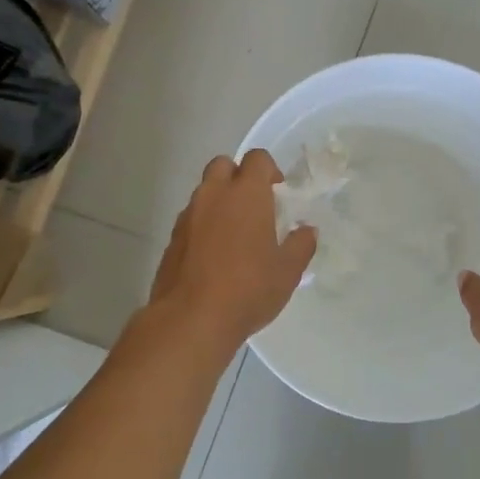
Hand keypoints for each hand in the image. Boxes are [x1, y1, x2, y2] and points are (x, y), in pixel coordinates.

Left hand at [148, 150, 316, 349]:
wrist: (190, 319)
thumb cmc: (248, 289)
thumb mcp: (287, 271)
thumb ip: (301, 245)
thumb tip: (307, 230)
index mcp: (246, 194)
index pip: (257, 158)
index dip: (269, 169)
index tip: (278, 191)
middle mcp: (214, 195)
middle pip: (223, 165)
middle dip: (238, 176)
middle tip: (254, 204)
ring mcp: (188, 216)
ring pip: (204, 192)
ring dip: (220, 201)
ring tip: (235, 234)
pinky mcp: (172, 238)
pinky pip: (191, 218)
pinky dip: (203, 224)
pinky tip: (214, 254)